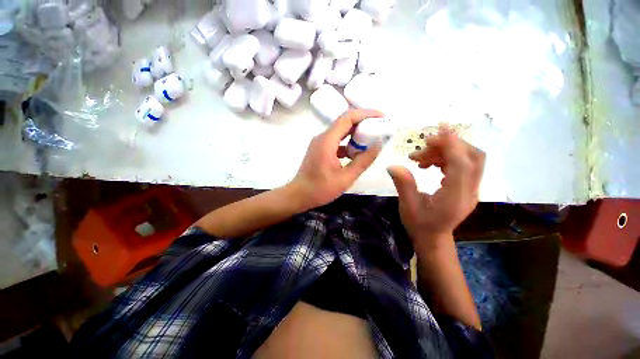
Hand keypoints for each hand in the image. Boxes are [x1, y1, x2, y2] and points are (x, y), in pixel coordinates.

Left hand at [291, 109, 383, 209]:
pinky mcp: (320, 149)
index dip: (366, 114)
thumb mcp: (345, 178)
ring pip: (341, 132)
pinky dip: (348, 143)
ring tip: (372, 139)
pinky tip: (357, 152)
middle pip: (345, 122)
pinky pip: (336, 141)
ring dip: (356, 134)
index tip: (382, 116)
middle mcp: (322, 137)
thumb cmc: (320, 189)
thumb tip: (378, 145)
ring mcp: (320, 143)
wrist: (299, 195)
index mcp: (327, 141)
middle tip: (380, 127)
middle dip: (363, 122)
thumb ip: (363, 161)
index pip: (348, 118)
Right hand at [387, 127, 484, 248]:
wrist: (433, 238)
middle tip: (423, 146)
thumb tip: (393, 165)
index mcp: (456, 197)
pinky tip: (428, 163)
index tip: (440, 128)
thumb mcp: (407, 206)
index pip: (462, 164)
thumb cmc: (419, 225)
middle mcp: (470, 191)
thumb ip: (403, 184)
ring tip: (420, 158)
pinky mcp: (466, 186)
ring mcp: (471, 188)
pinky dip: (446, 158)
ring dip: (444, 151)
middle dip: (449, 145)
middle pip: (472, 157)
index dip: (452, 144)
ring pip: (468, 159)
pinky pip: (462, 164)